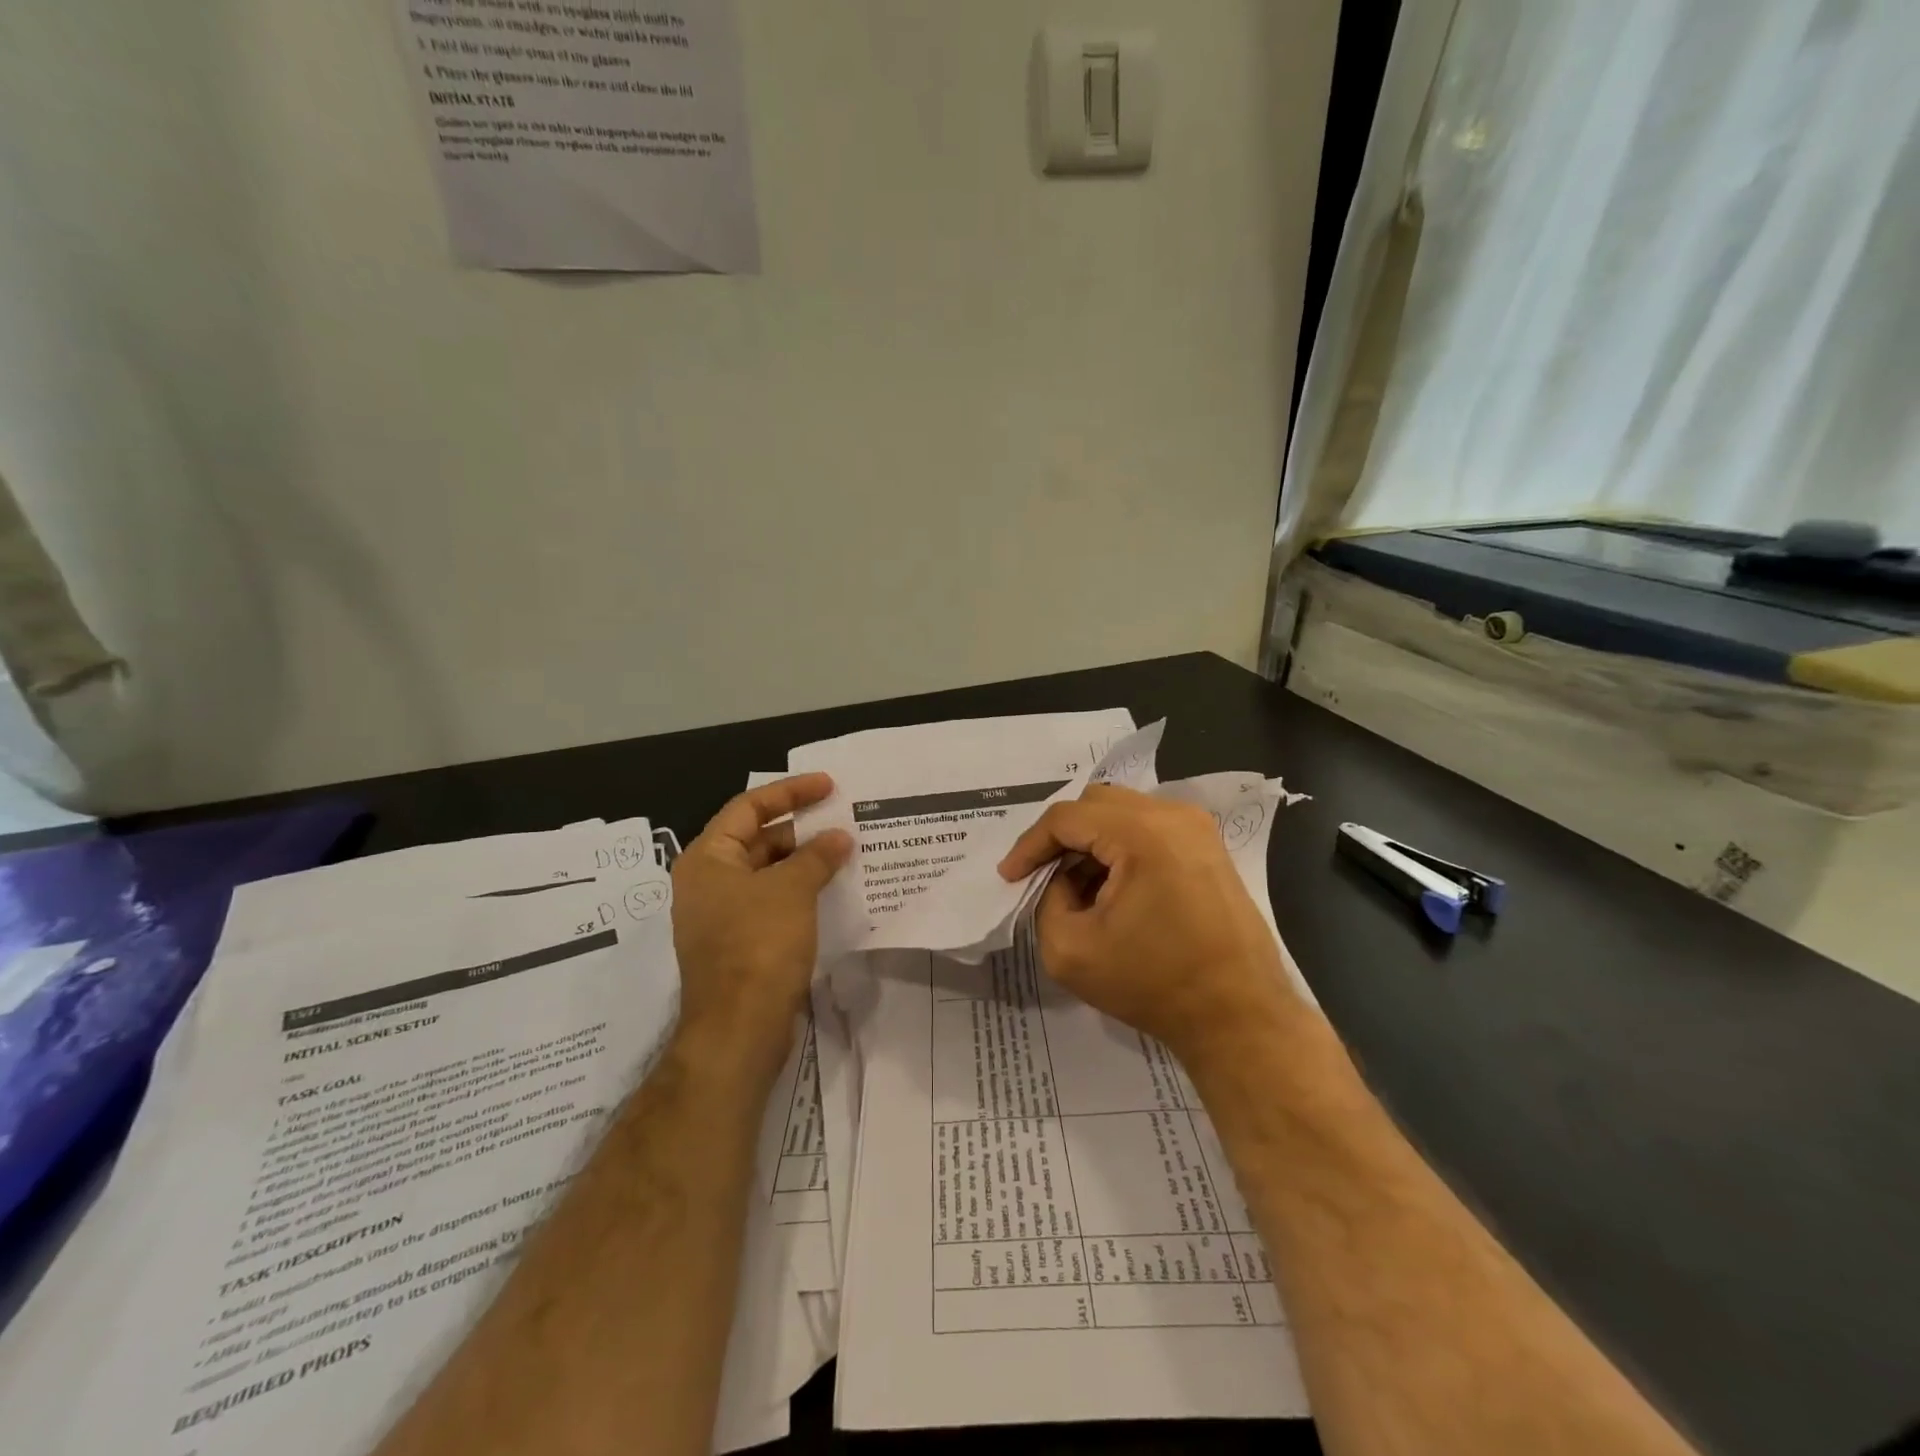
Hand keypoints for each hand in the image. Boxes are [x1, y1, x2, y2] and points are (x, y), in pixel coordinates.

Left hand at [670, 774, 852, 1084]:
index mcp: (707, 859)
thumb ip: (817, 856)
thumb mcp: (792, 890)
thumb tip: (839, 837)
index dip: (790, 792)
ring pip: (768, 873)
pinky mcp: (740, 944)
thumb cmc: (758, 945)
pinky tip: (832, 889)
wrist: (739, 1029)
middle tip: (843, 819)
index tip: (829, 785)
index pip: (749, 807)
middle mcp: (708, 882)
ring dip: (804, 861)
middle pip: (758, 839)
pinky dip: (800, 890)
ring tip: (846, 850)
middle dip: (801, 829)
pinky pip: (772, 902)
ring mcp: (722, 915)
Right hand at [998, 785, 1297, 1060]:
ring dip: (1091, 843)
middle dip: (1060, 838)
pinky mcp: (1209, 848)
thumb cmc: (1153, 984)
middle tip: (1039, 876)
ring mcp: (1197, 829)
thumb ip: (1047, 901)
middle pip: (1095, 804)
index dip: (1029, 845)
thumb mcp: (1070, 950)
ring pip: (1123, 813)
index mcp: (1142, 833)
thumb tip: (1061, 880)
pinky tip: (1111, 890)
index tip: (1009, 877)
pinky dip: (1120, 849)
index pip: (1066, 818)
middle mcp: (1174, 816)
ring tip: (1074, 888)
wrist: (1239, 1017)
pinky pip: (1149, 829)